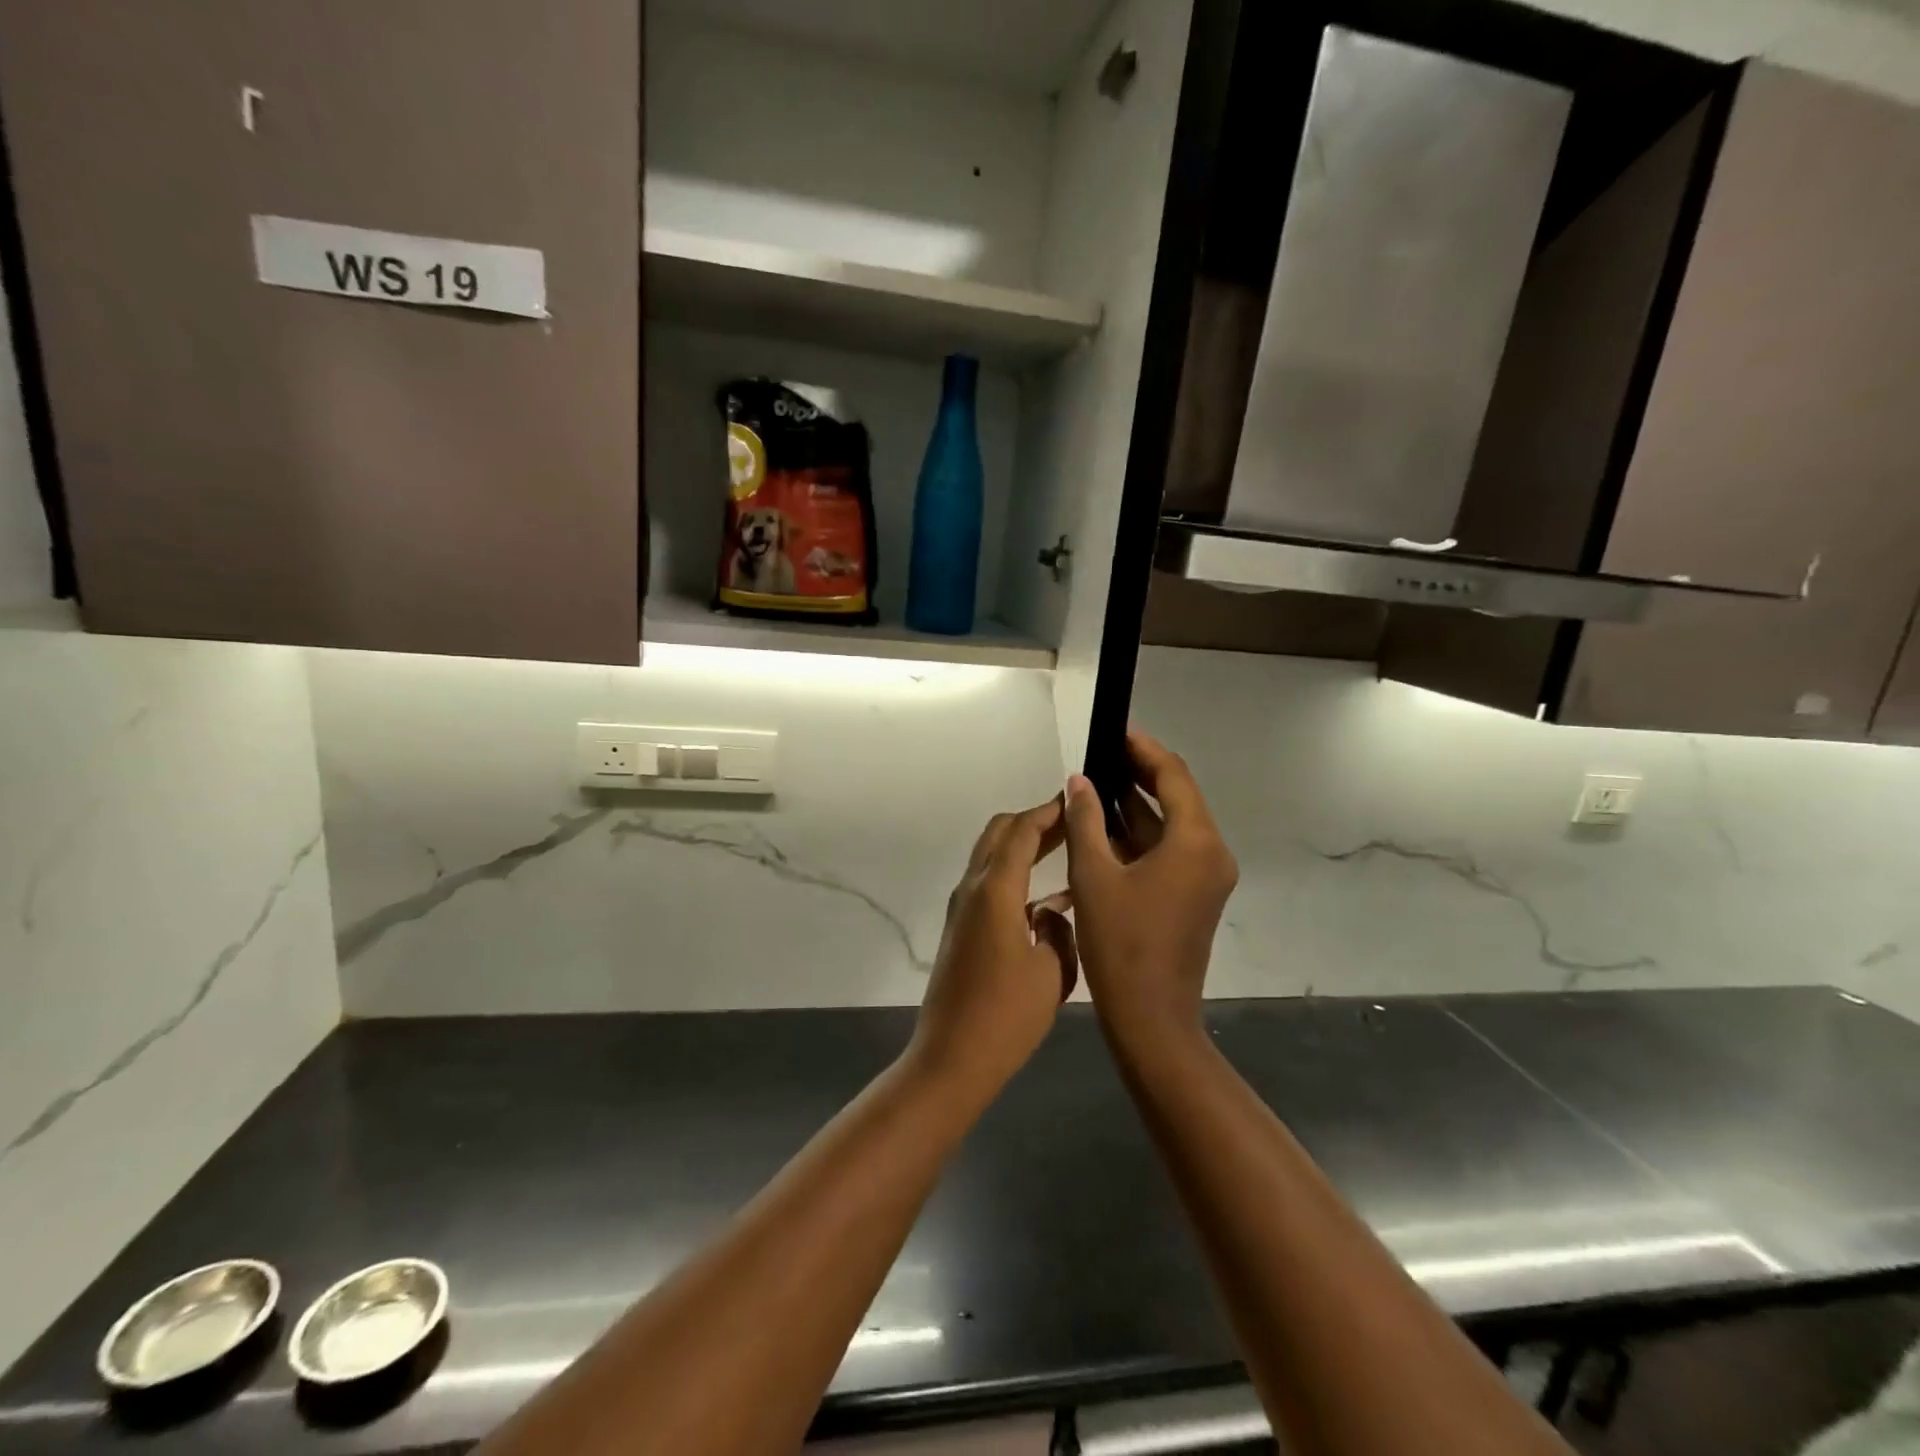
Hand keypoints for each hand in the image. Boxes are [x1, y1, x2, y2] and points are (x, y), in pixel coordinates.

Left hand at [909, 800, 1077, 1095]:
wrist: (952, 1057)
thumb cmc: (1007, 1016)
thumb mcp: (1051, 971)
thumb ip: (1058, 930)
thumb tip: (1051, 912)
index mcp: (995, 890)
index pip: (1022, 832)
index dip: (1048, 812)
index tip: (1075, 800)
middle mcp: (973, 889)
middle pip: (1000, 834)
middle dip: (1034, 821)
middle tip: (1072, 822)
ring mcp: (962, 908)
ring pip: (992, 857)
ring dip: (1023, 846)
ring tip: (1065, 849)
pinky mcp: (961, 928)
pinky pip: (989, 884)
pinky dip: (1015, 875)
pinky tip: (1048, 899)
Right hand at [1063, 731, 1236, 1053]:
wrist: (1151, 1019)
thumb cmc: (1120, 945)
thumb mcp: (1094, 876)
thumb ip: (1086, 820)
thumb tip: (1080, 781)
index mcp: (1195, 842)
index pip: (1173, 775)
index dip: (1143, 749)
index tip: (1115, 731)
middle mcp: (1211, 852)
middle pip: (1177, 796)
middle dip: (1138, 774)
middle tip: (1099, 756)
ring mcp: (1207, 876)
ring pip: (1172, 825)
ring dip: (1136, 806)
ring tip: (1095, 786)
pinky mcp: (1196, 895)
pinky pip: (1170, 851)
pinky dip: (1141, 836)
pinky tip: (1105, 828)